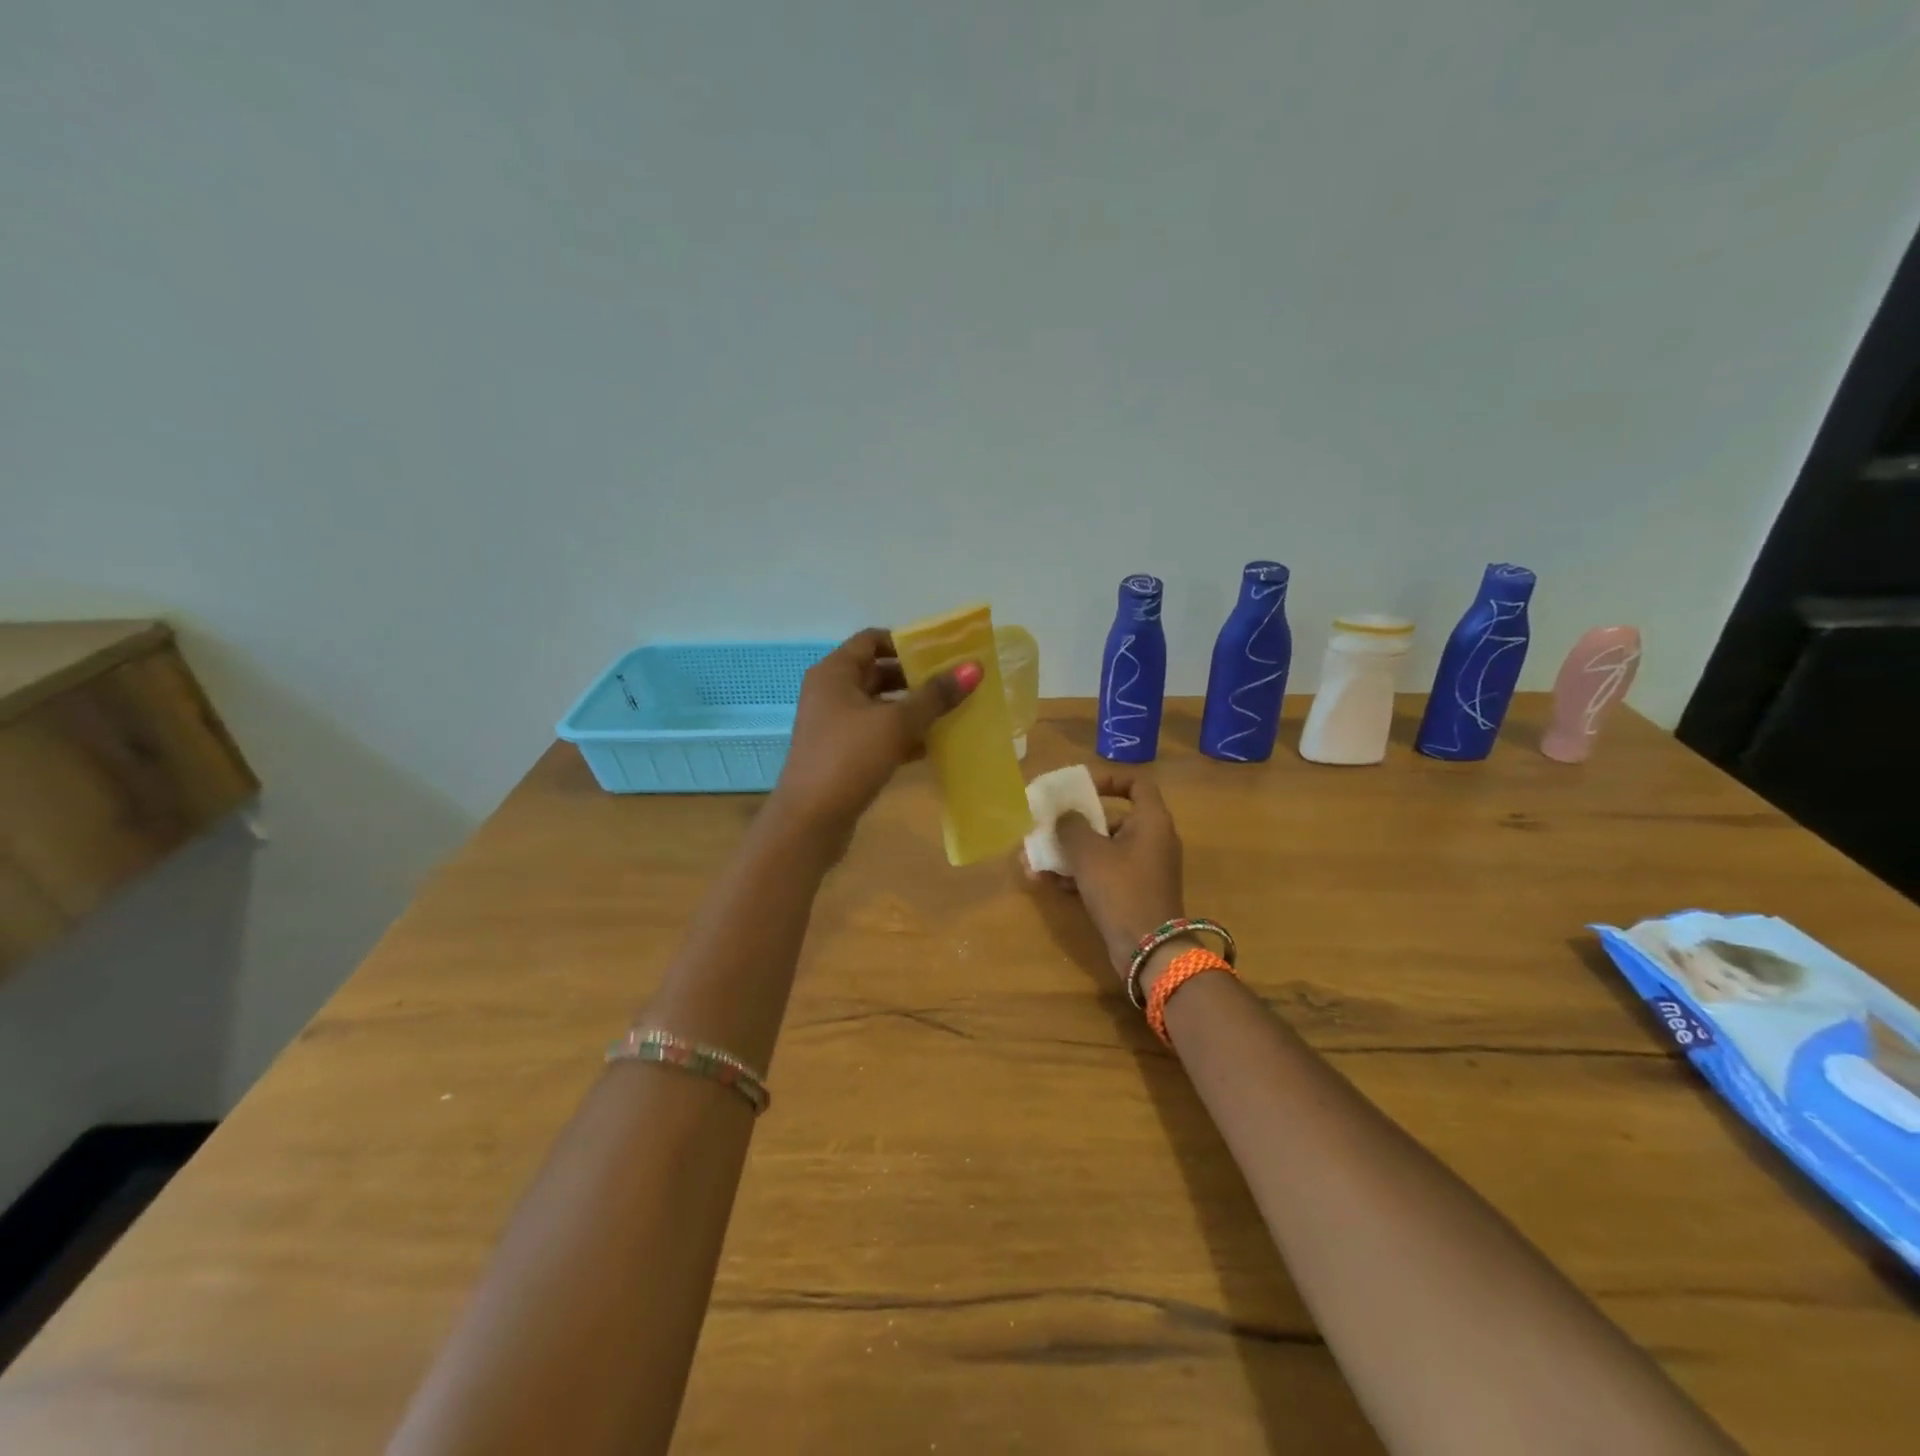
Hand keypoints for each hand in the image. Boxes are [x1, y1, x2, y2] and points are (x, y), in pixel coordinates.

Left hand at [769, 628, 978, 846]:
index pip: (872, 640)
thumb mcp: (896, 723)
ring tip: (954, 712)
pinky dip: (904, 736)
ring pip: (881, 707)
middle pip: (879, 672)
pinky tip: (935, 745)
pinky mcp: (844, 755)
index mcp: (834, 673)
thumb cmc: (849, 759)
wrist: (810, 821)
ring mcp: (836, 726)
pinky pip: (879, 735)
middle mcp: (832, 693)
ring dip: (914, 709)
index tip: (942, 653)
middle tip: (956, 683)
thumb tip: (974, 667)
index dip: (906, 642)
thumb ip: (935, 695)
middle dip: (916, 678)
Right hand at [1031, 770, 1185, 981]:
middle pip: (1112, 818)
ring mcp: (1143, 869)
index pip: (1136, 784)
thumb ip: (1071, 827)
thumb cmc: (1121, 890)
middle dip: (1075, 823)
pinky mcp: (1133, 893)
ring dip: (1070, 852)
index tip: (1080, 788)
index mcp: (1151, 821)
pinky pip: (1103, 873)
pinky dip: (1079, 874)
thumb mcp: (1089, 853)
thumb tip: (1064, 816)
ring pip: (1102, 849)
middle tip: (1048, 826)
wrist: (1148, 951)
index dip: (1108, 780)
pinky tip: (1047, 881)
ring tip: (1037, 858)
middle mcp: (1152, 840)